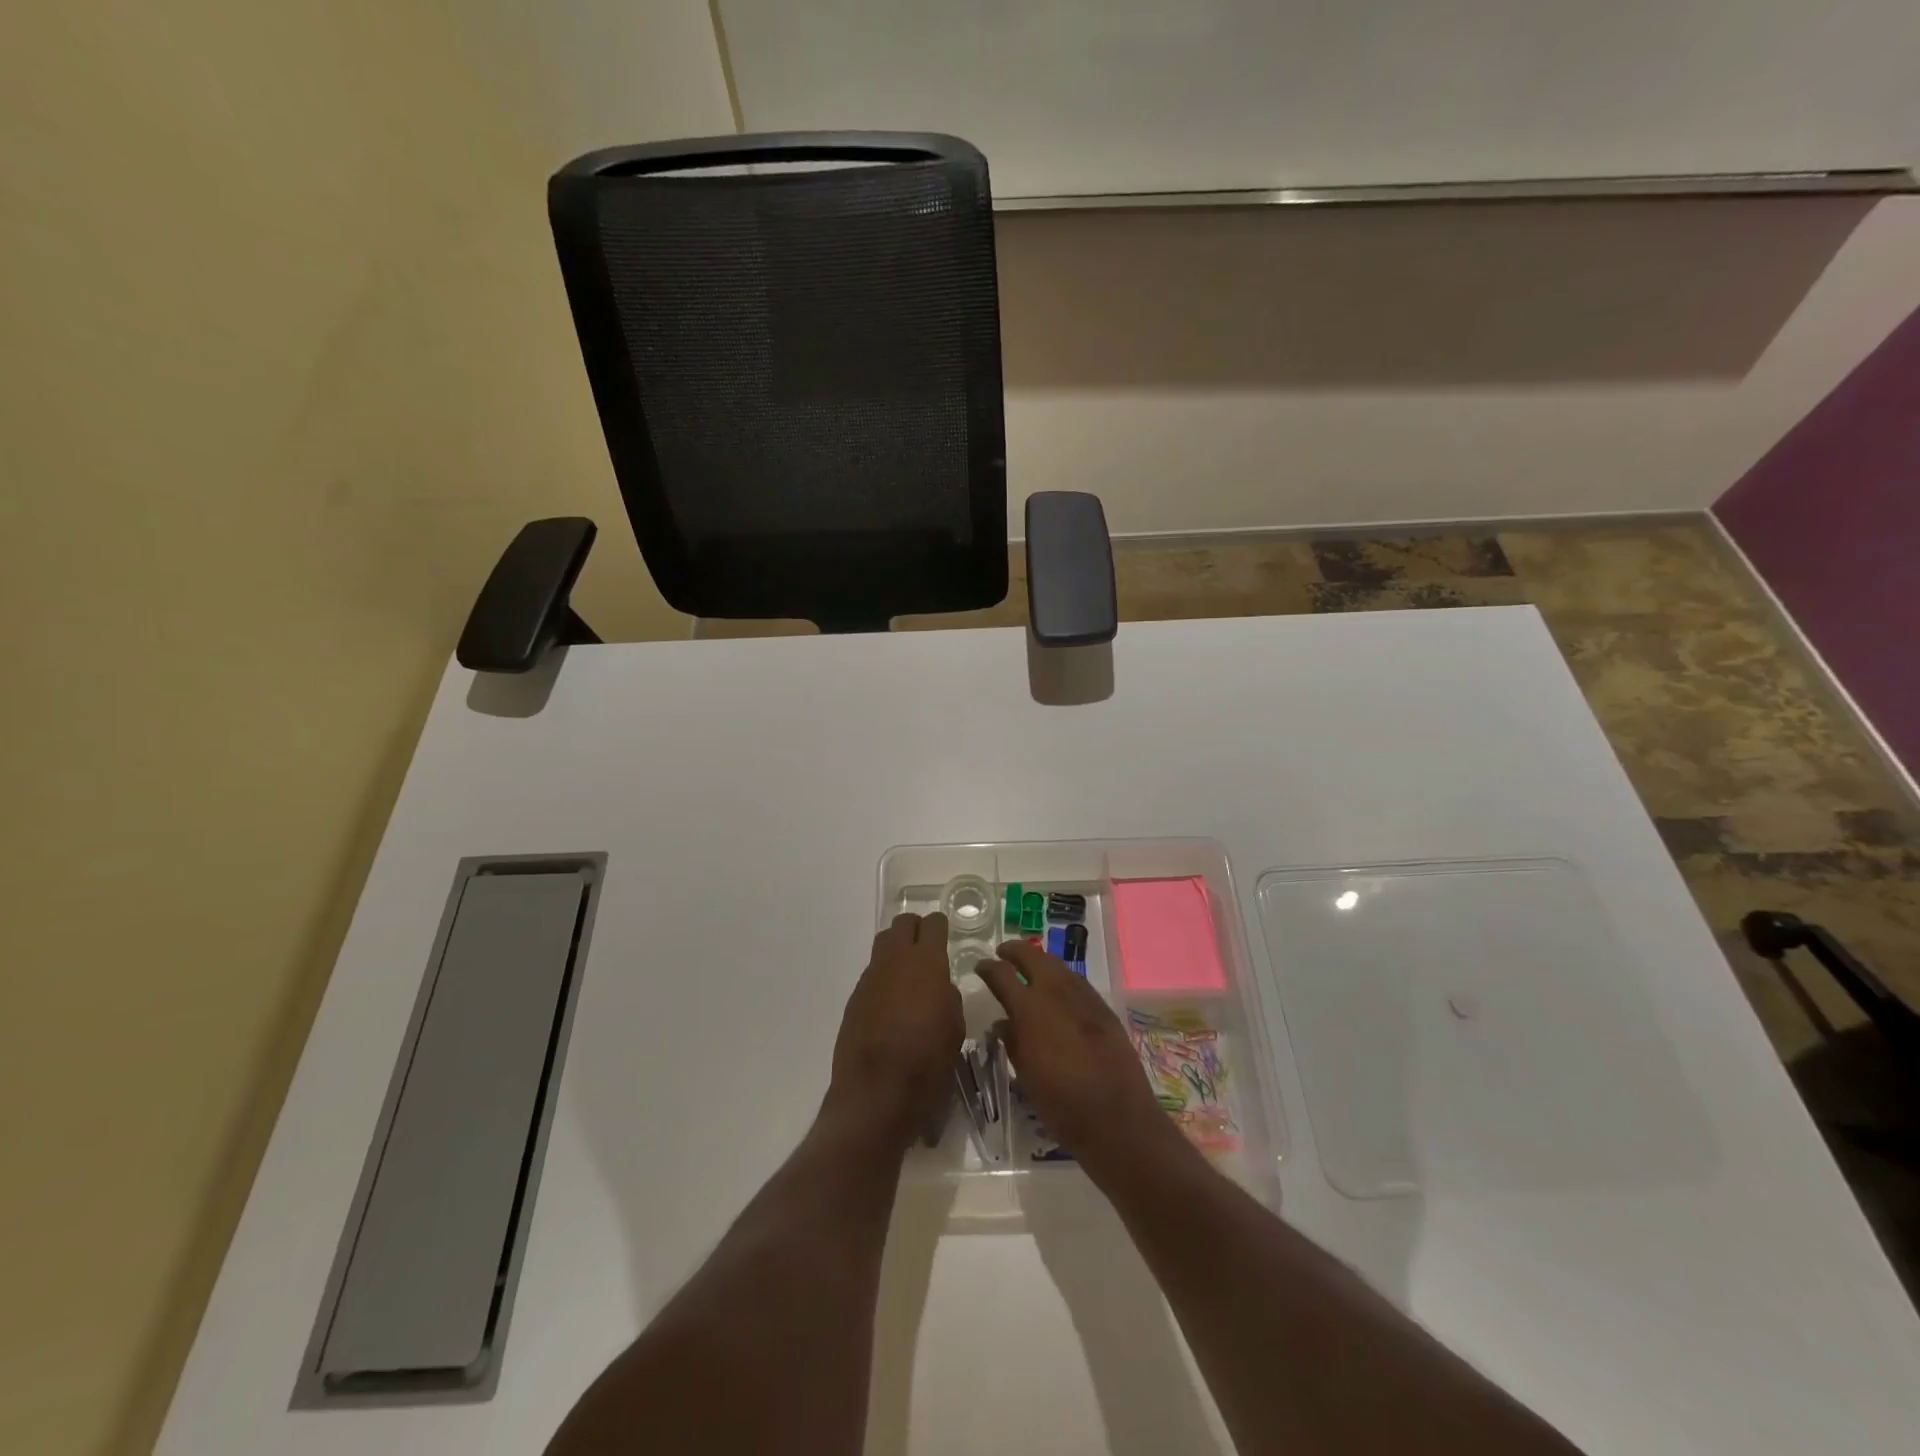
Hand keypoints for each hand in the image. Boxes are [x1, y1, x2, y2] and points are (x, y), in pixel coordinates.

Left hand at [829, 912, 964, 1146]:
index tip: (946, 935)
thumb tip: (938, 988)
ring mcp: (870, 978)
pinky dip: (884, 979)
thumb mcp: (955, 1027)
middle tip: (927, 949)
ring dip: (897, 952)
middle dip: (915, 930)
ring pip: (883, 946)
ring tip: (909, 977)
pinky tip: (892, 1006)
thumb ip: (948, 996)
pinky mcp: (854, 999)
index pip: (933, 924)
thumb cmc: (928, 1061)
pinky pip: (872, 975)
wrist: (877, 1093)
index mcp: (926, 963)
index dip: (940, 926)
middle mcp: (895, 961)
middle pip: (902, 924)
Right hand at [976, 940, 1182, 1176]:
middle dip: (1014, 951)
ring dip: (1039, 962)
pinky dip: (1061, 978)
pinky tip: (1058, 990)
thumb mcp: (1025, 1074)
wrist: (1117, 1118)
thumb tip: (1003, 1023)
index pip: (1001, 974)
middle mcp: (1055, 992)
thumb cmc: (1061, 1104)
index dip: (987, 967)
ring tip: (1029, 968)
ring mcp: (1083, 996)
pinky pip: (1076, 981)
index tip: (980, 966)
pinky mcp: (1103, 1007)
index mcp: (1029, 1009)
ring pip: (1057, 965)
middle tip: (1003, 954)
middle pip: (1032, 956)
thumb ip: (1012, 1041)